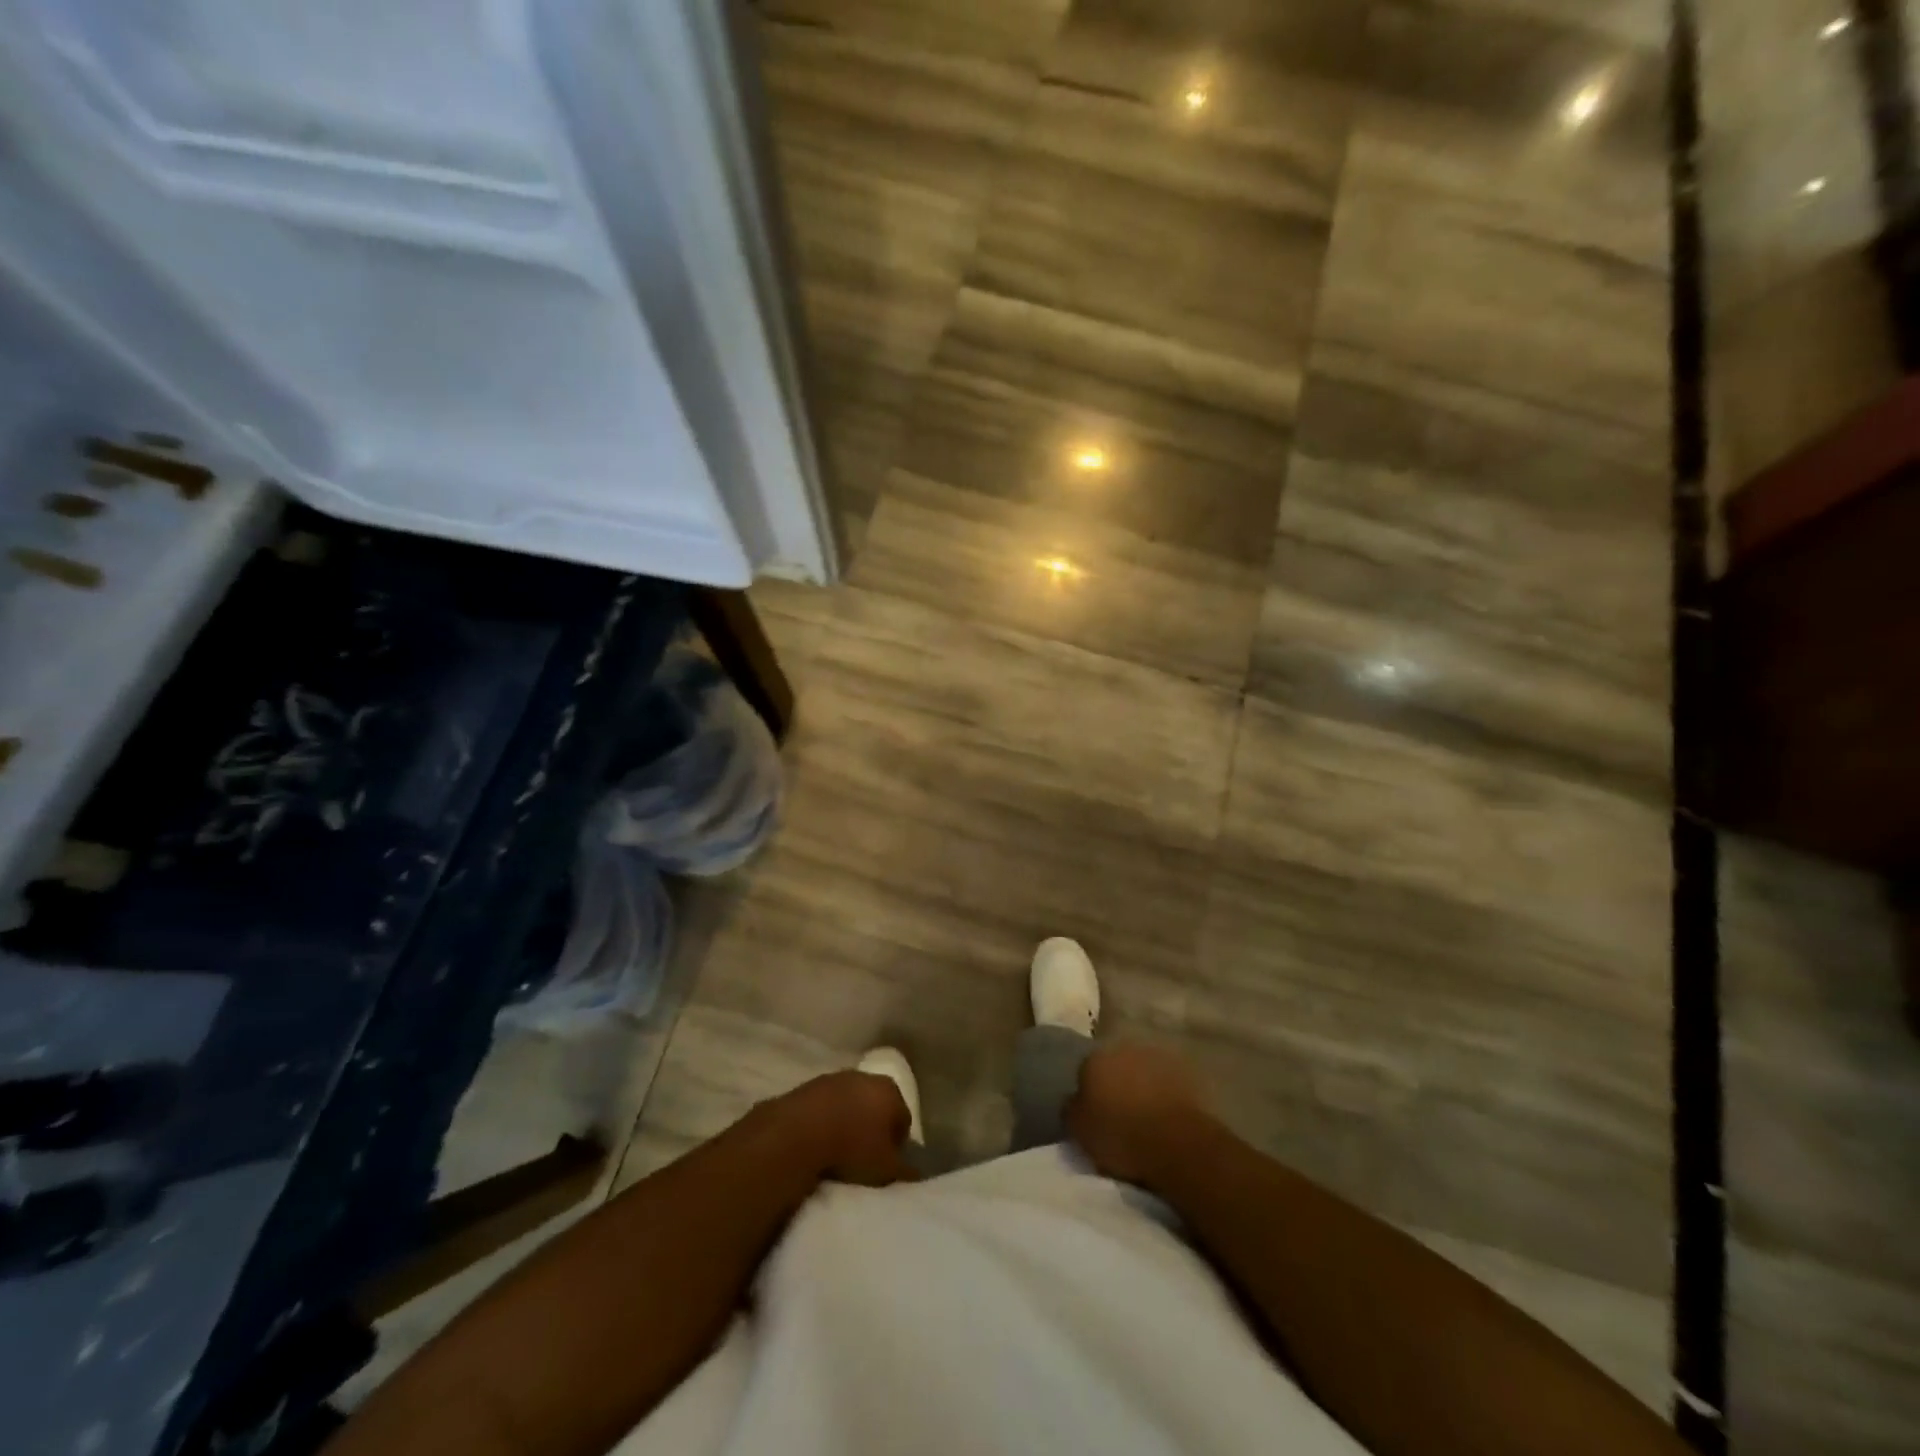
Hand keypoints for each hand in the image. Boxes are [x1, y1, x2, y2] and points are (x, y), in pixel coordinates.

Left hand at [774, 1071, 919, 1186]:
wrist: (799, 1132)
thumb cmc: (852, 1148)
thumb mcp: (885, 1170)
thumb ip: (905, 1172)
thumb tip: (916, 1174)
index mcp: (891, 1092)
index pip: (903, 1120)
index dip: (897, 1145)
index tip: (885, 1165)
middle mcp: (868, 1077)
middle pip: (877, 1106)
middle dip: (873, 1128)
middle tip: (863, 1157)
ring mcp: (838, 1077)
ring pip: (851, 1103)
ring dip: (848, 1122)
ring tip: (838, 1151)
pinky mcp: (811, 1084)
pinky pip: (826, 1105)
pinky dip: (826, 1120)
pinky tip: (818, 1141)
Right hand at [1066, 1043, 1212, 1191]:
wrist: (1177, 1144)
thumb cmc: (1121, 1135)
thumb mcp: (1079, 1130)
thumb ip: (1071, 1108)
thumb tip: (1074, 1099)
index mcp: (1095, 1057)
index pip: (1085, 1070)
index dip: (1088, 1092)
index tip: (1093, 1113)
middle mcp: (1125, 1047)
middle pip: (1115, 1065)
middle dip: (1116, 1083)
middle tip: (1118, 1112)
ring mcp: (1158, 1057)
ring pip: (1143, 1071)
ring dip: (1141, 1086)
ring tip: (1144, 1116)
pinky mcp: (1186, 1073)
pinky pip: (1168, 1083)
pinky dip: (1164, 1095)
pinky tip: (1165, 1116)